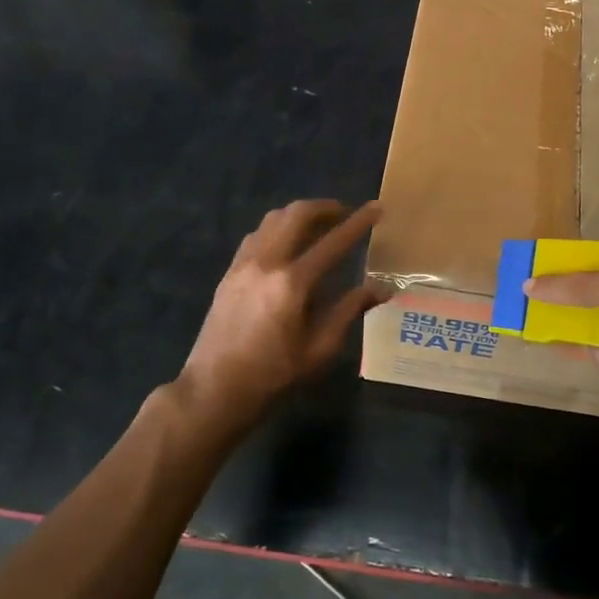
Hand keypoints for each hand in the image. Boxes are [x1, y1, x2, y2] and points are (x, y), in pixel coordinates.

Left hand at [177, 199, 386, 427]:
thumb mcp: (320, 349)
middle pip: (297, 215)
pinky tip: (286, 244)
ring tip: (318, 225)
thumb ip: (350, 311)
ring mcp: (244, 264)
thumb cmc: (274, 375)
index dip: (358, 223)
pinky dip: (277, 228)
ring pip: (273, 219)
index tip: (376, 208)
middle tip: (345, 213)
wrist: (215, 390)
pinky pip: (257, 235)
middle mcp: (267, 262)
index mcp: (293, 283)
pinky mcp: (229, 272)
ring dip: (299, 215)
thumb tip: (383, 289)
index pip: (333, 242)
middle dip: (325, 207)